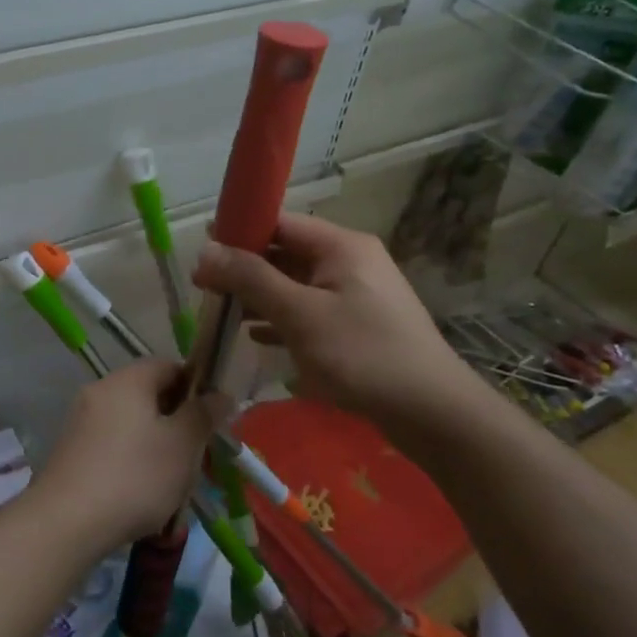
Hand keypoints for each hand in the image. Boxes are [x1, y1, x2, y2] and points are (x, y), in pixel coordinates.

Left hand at [34, 359, 213, 556]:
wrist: (65, 522)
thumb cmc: (134, 476)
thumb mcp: (182, 446)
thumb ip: (203, 415)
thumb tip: (219, 393)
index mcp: (128, 380)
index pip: (168, 365)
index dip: (195, 386)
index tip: (211, 418)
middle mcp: (100, 390)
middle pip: (147, 393)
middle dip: (175, 420)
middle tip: (196, 454)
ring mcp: (80, 420)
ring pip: (130, 421)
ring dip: (154, 443)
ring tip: (172, 480)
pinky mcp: (70, 450)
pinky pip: (110, 443)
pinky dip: (130, 458)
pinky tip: (140, 491)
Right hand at [193, 212, 492, 451]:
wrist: (433, 414)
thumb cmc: (363, 355)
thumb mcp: (300, 314)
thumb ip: (251, 279)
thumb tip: (204, 250)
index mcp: (341, 246)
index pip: (279, 222)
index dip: (238, 232)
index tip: (203, 254)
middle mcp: (349, 261)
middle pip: (285, 252)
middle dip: (244, 269)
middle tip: (205, 289)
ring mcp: (356, 294)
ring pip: (295, 284)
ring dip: (259, 296)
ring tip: (222, 313)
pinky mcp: (358, 324)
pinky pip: (310, 310)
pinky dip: (282, 318)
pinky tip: (257, 336)